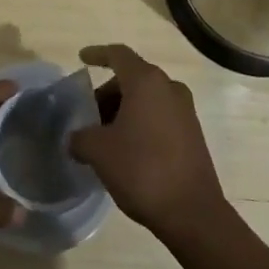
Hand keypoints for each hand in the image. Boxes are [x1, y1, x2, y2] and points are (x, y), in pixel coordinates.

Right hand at [69, 44, 227, 239]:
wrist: (193, 213)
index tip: (82, 59)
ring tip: (105, 137)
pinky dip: (141, 122)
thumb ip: (80, 137)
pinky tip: (127, 150)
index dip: (97, 54)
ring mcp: (185, 111)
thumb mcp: (99, 152)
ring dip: (124, 110)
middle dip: (107, 93)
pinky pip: (160, 116)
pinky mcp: (193, 134)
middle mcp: (169, 88)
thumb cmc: (142, 170)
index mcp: (146, 81)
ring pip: (147, 98)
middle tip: (89, 115)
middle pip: (132, 78)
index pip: (118, 54)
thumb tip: (74, 138)